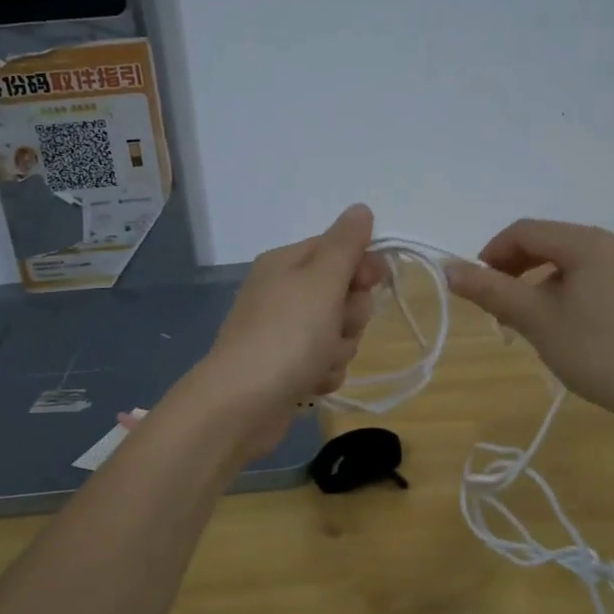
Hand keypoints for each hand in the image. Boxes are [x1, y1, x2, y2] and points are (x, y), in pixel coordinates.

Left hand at [193, 204, 385, 456]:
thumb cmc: (286, 335)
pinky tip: (310, 383)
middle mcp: (283, 293)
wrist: (242, 405)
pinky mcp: (287, 368)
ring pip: (338, 332)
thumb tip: (360, 209)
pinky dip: (324, 373)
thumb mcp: (321, 280)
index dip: (362, 267)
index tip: (370, 283)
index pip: (339, 249)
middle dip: (351, 316)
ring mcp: (284, 332)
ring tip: (318, 362)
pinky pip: (325, 362)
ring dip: (339, 349)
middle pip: (343, 294)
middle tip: (335, 326)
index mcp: (287, 263)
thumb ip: (346, 244)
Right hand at [443, 219, 613, 424]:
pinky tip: (567, 325)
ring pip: (572, 260)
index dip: (492, 253)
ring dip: (540, 281)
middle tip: (499, 306)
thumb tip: (448, 269)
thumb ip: (492, 291)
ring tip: (530, 320)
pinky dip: (568, 289)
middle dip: (516, 268)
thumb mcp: (538, 321)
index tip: (477, 287)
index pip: (525, 231)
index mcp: (588, 242)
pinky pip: (595, 275)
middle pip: (550, 241)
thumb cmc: (599, 351)